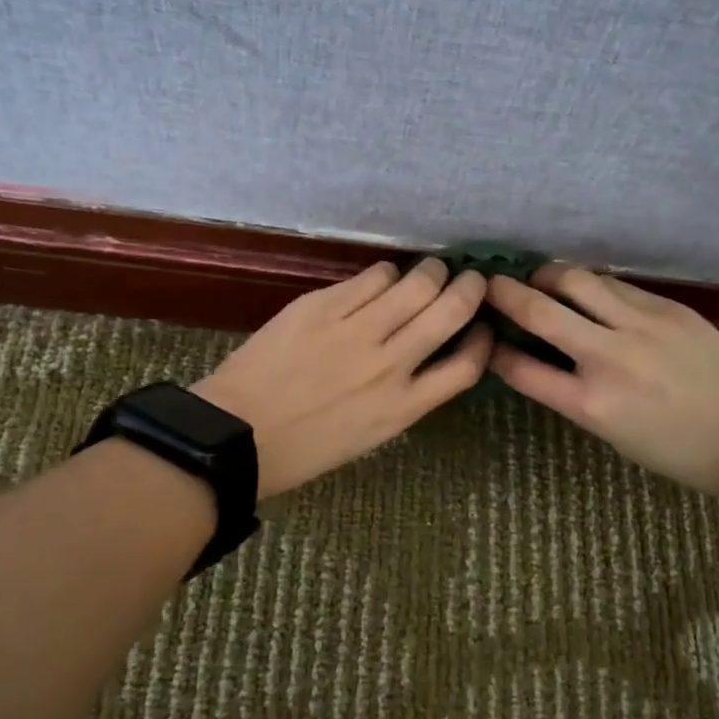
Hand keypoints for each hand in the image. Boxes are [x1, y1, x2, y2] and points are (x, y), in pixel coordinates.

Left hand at [192, 257, 491, 498]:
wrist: (236, 435)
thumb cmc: (301, 449)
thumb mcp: (367, 436)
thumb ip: (401, 397)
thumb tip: (419, 357)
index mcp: (401, 408)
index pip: (465, 366)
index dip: (482, 340)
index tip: (481, 326)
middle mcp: (389, 365)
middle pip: (449, 312)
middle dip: (468, 289)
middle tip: (468, 279)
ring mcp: (355, 331)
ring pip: (415, 285)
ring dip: (430, 273)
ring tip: (430, 269)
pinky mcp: (322, 306)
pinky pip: (371, 277)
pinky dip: (386, 274)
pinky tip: (383, 278)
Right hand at [485, 264, 718, 496]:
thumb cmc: (677, 449)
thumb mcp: (612, 434)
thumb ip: (573, 394)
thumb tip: (543, 357)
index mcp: (591, 405)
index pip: (522, 369)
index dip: (495, 350)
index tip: (486, 337)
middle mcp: (609, 359)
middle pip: (540, 311)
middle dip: (505, 292)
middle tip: (491, 284)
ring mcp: (640, 326)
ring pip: (577, 280)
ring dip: (549, 276)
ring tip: (543, 280)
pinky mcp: (667, 307)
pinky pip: (616, 285)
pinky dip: (592, 286)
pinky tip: (591, 293)